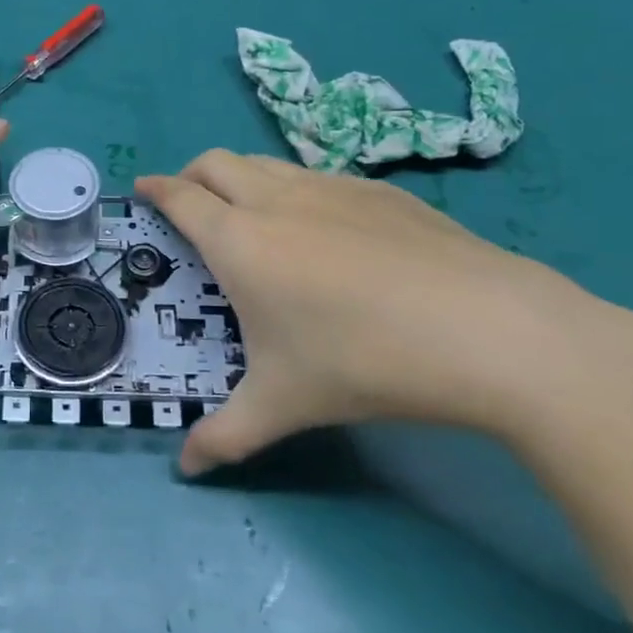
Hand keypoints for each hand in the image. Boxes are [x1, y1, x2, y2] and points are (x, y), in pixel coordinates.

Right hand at [136, 151, 632, 475]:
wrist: (490, 330)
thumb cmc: (363, 361)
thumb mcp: (284, 405)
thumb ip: (225, 436)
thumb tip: (186, 470)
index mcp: (240, 239)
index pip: (181, 196)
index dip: (156, 189)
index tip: (143, 190)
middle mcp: (278, 199)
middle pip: (218, 162)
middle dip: (192, 175)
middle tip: (188, 204)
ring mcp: (334, 187)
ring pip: (269, 164)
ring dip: (244, 178)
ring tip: (253, 218)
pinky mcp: (383, 192)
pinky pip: (320, 177)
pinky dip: (298, 191)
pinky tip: (328, 235)